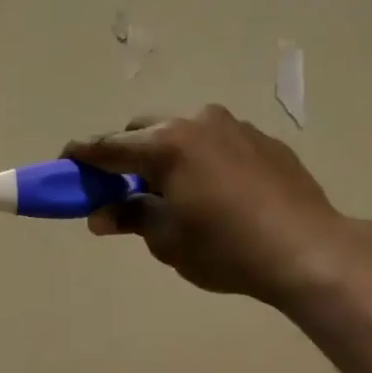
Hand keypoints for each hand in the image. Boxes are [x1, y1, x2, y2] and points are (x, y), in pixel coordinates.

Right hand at [65, 106, 350, 307]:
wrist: (307, 249)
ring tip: (171, 191)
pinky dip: (200, 160)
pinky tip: (212, 192)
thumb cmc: (224, 249)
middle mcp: (199, 123)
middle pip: (146, 131)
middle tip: (121, 187)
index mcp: (167, 145)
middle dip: (127, 154)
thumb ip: (131, 217)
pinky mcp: (263, 141)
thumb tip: (102, 214)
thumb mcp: (167, 240)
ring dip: (166, 154)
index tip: (65, 160)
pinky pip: (217, 143)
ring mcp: (235, 127)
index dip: (83, 155)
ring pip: (184, 133)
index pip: (110, 147)